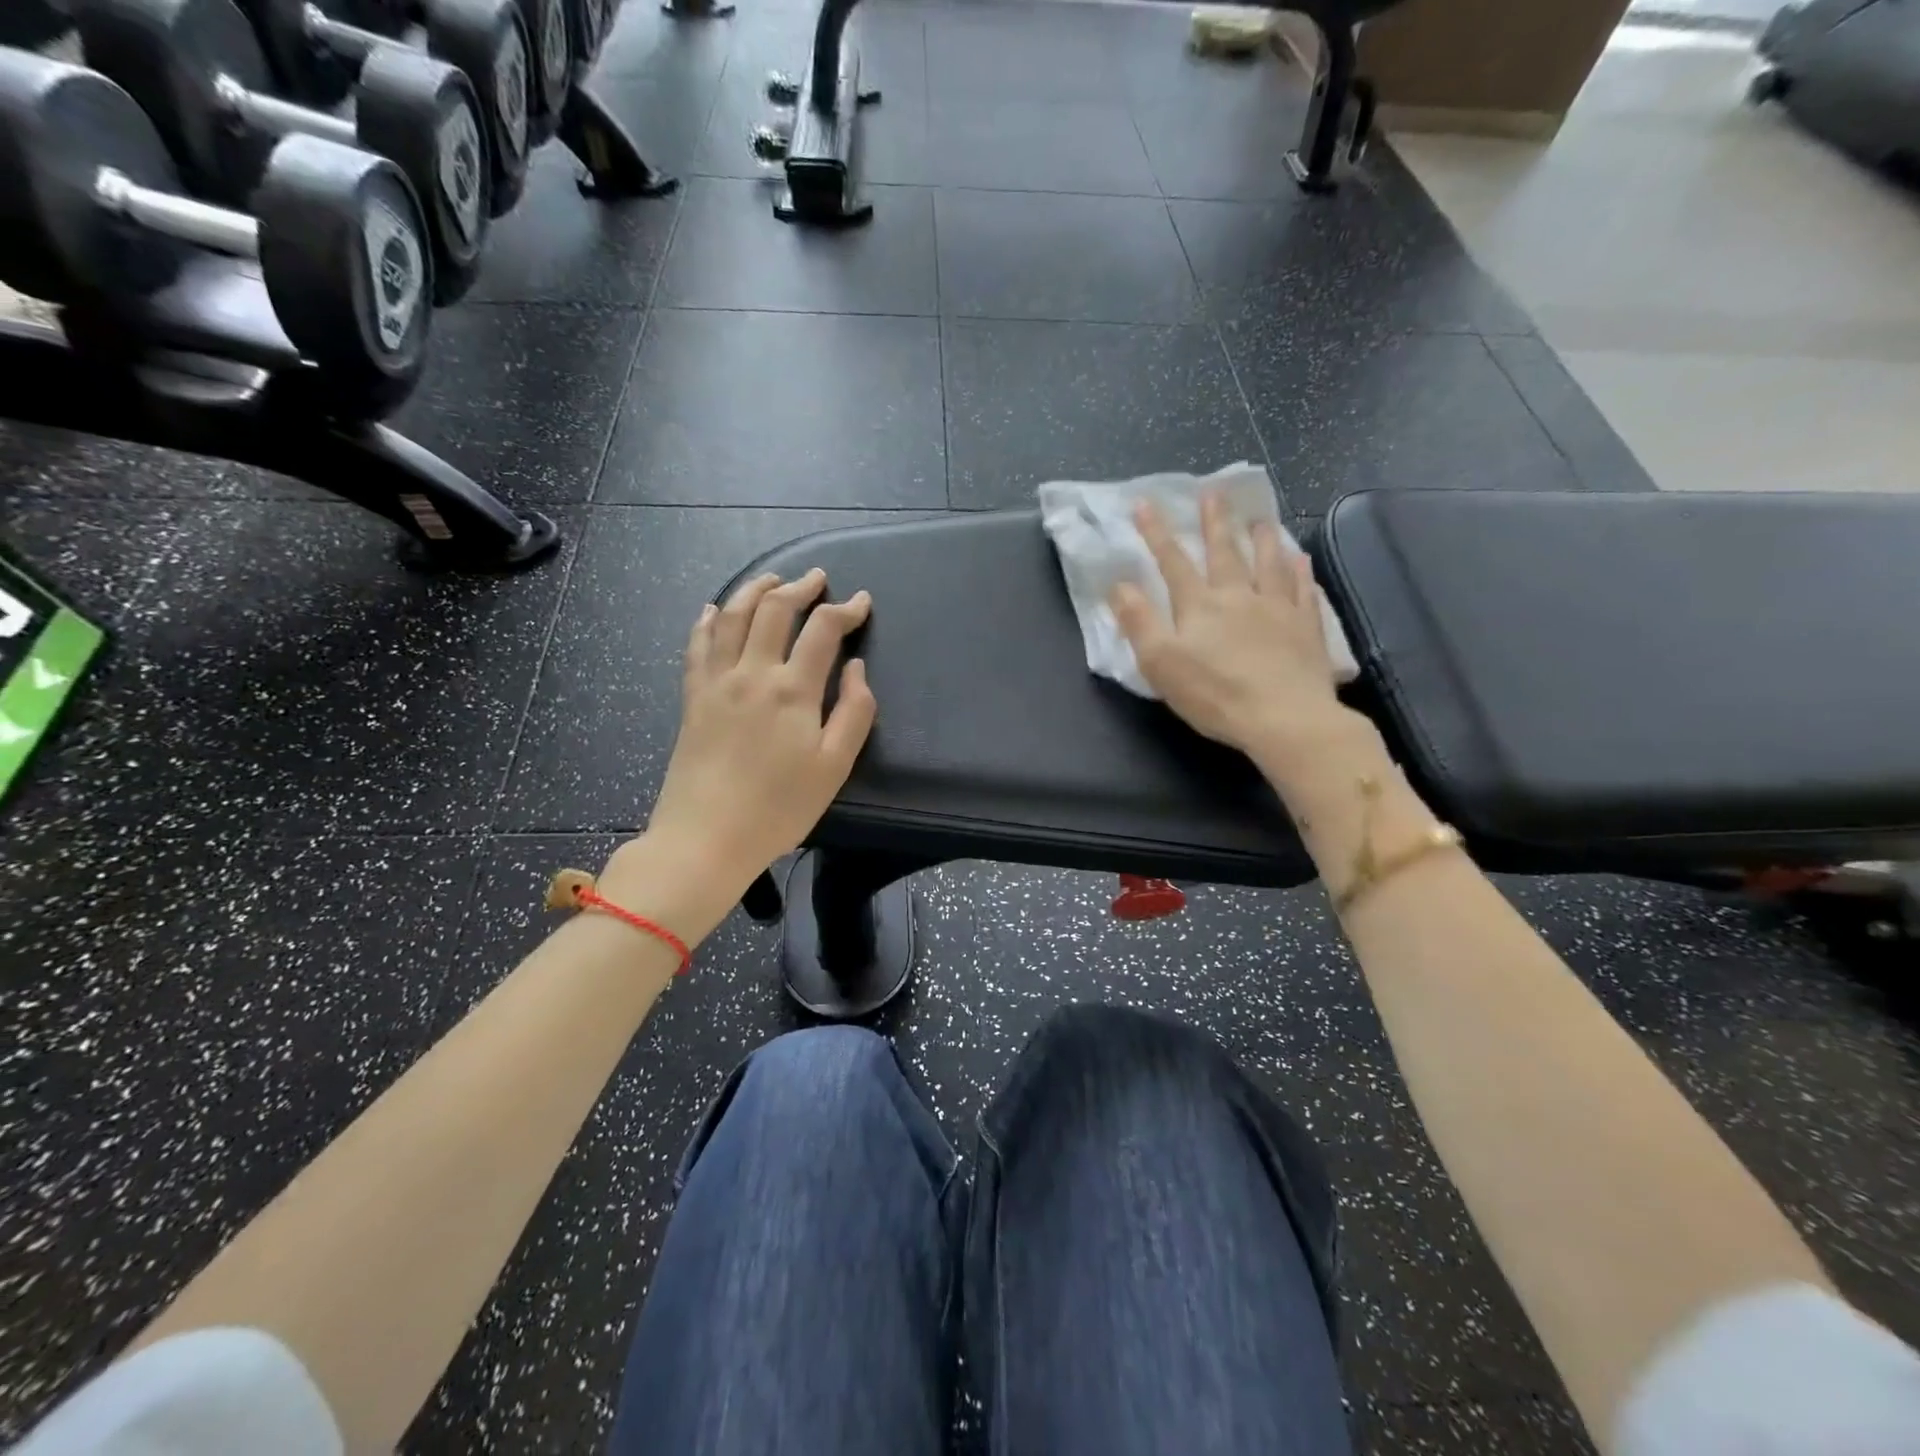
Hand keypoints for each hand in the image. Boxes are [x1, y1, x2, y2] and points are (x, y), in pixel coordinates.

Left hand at [639, 569, 875, 896]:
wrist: (706, 838)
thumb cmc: (779, 808)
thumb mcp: (834, 766)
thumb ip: (854, 712)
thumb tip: (855, 668)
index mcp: (793, 689)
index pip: (823, 629)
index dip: (846, 609)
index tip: (862, 602)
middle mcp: (753, 672)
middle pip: (774, 610)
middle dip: (800, 587)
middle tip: (817, 578)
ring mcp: (716, 682)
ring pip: (733, 617)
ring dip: (755, 590)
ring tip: (772, 579)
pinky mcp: (692, 698)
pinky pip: (697, 645)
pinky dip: (709, 620)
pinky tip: (715, 610)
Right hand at [1110, 493, 1359, 774]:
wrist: (1284, 718)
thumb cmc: (1214, 694)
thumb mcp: (1160, 663)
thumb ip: (1139, 621)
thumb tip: (1119, 584)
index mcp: (1199, 605)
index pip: (1172, 562)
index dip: (1156, 533)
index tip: (1145, 504)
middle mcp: (1238, 596)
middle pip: (1224, 552)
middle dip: (1214, 522)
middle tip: (1213, 493)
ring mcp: (1277, 608)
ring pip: (1268, 563)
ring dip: (1261, 538)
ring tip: (1259, 519)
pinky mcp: (1306, 628)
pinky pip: (1302, 590)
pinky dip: (1299, 572)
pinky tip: (1300, 560)